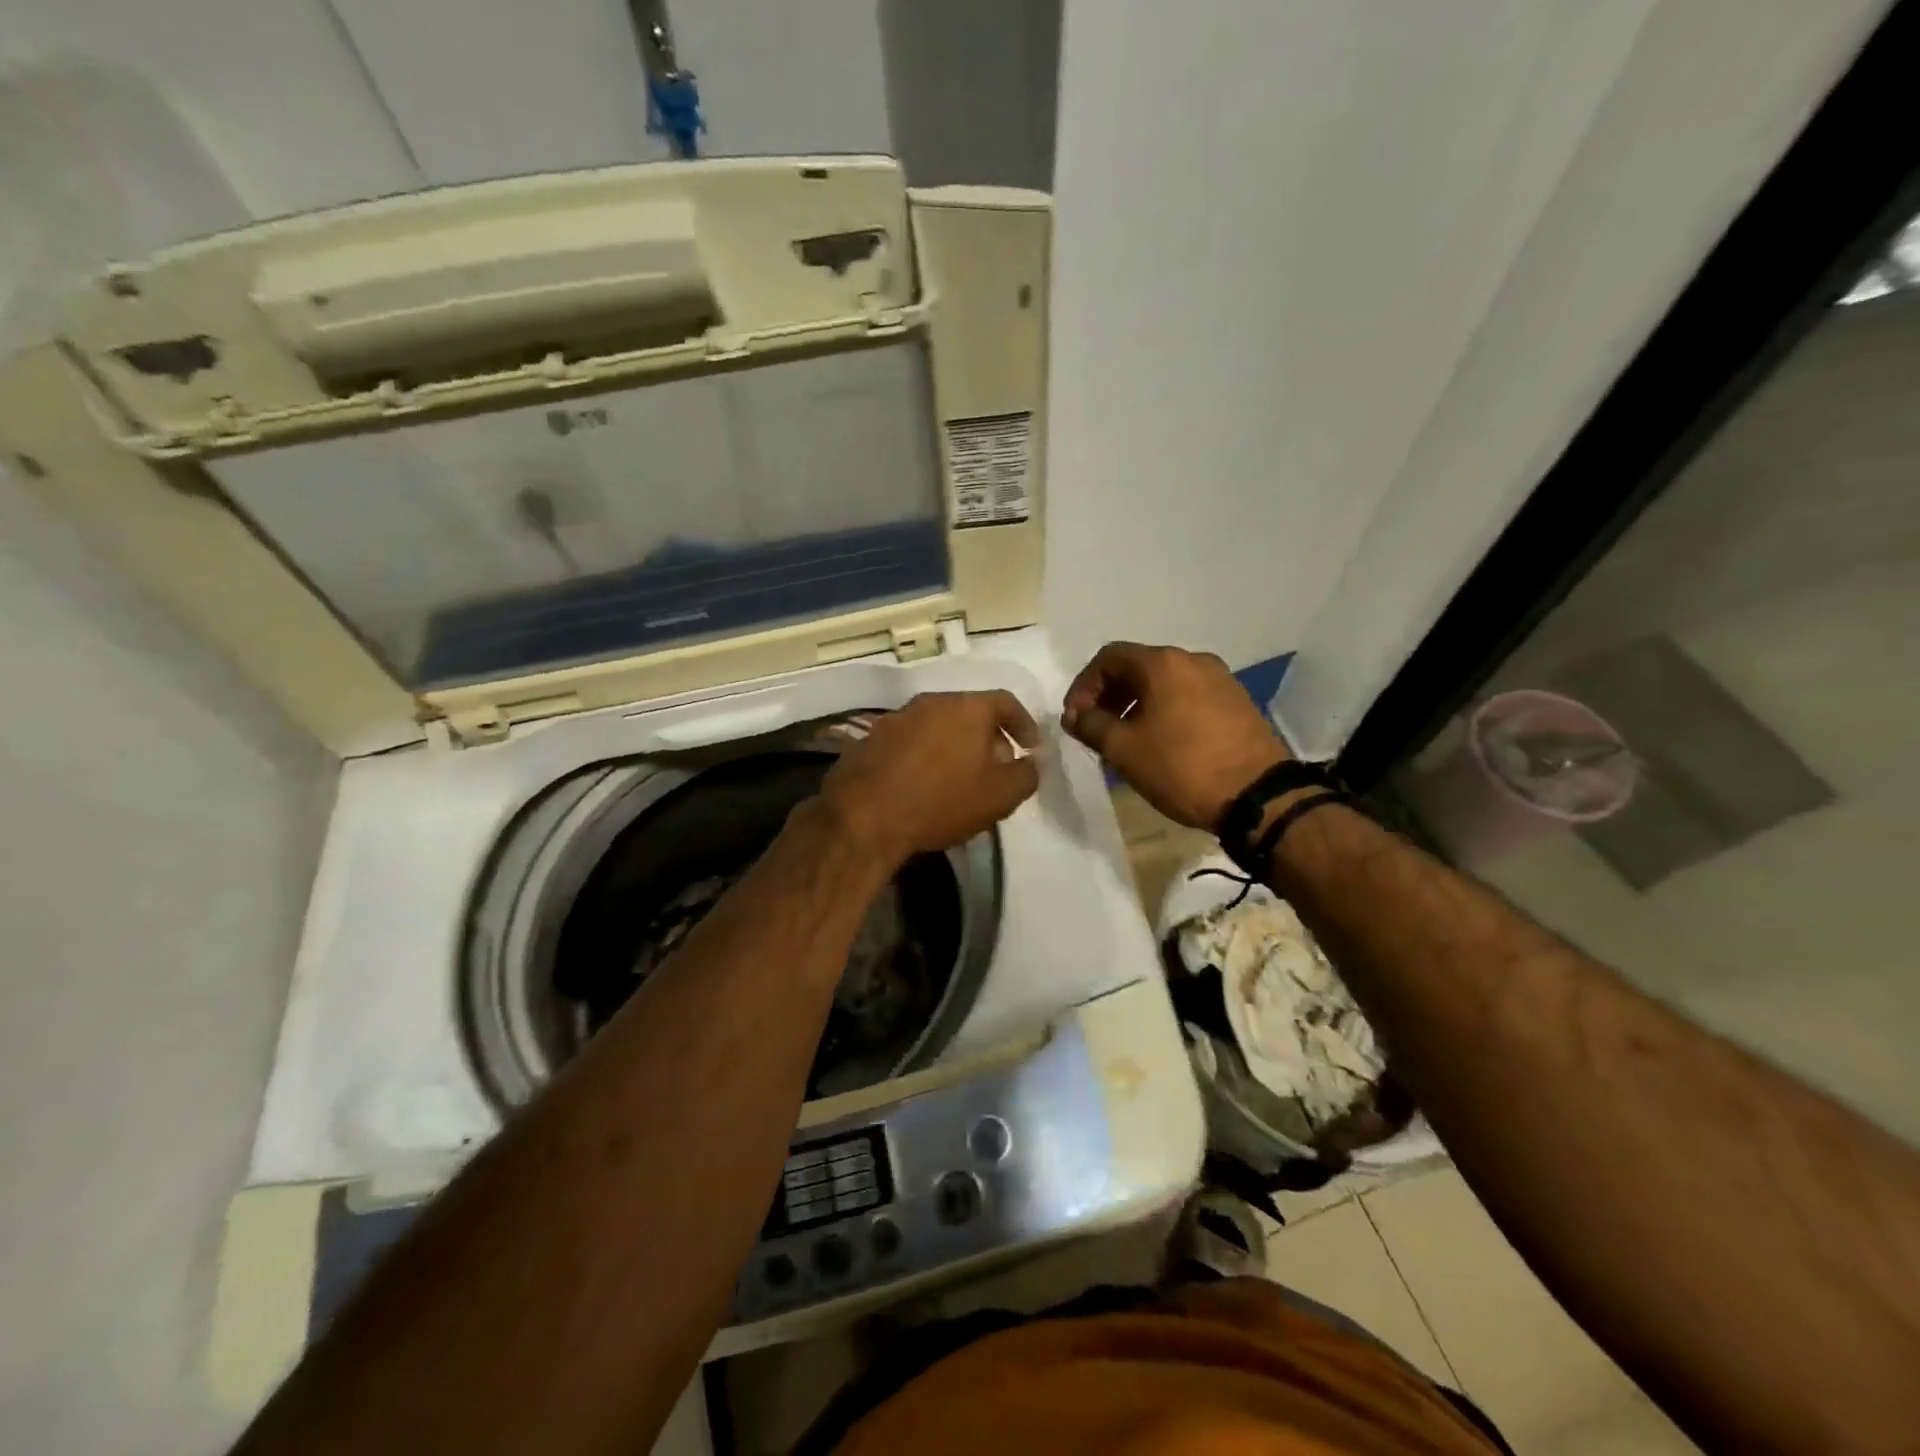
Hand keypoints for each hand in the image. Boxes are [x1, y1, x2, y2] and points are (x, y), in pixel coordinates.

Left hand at [818, 691, 1040, 865]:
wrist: (863, 816)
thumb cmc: (941, 801)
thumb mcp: (1000, 796)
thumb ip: (1026, 775)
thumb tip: (1030, 763)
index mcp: (967, 707)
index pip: (1006, 702)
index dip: (1024, 724)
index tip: (1031, 748)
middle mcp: (931, 702)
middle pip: (970, 712)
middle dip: (988, 737)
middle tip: (997, 767)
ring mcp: (896, 718)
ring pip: (937, 725)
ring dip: (954, 746)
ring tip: (959, 778)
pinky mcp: (870, 739)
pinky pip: (910, 741)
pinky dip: (924, 756)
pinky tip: (923, 784)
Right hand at [1062, 642, 1289, 829]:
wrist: (1258, 796)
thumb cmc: (1182, 767)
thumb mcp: (1124, 749)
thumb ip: (1091, 725)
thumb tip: (1076, 715)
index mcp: (1163, 663)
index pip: (1109, 658)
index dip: (1084, 686)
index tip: (1075, 719)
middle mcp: (1194, 660)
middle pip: (1138, 667)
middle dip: (1110, 695)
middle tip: (1095, 729)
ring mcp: (1221, 680)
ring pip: (1165, 683)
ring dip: (1137, 705)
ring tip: (1126, 739)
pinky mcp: (1237, 703)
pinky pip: (1188, 697)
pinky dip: (1165, 712)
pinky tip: (1161, 743)